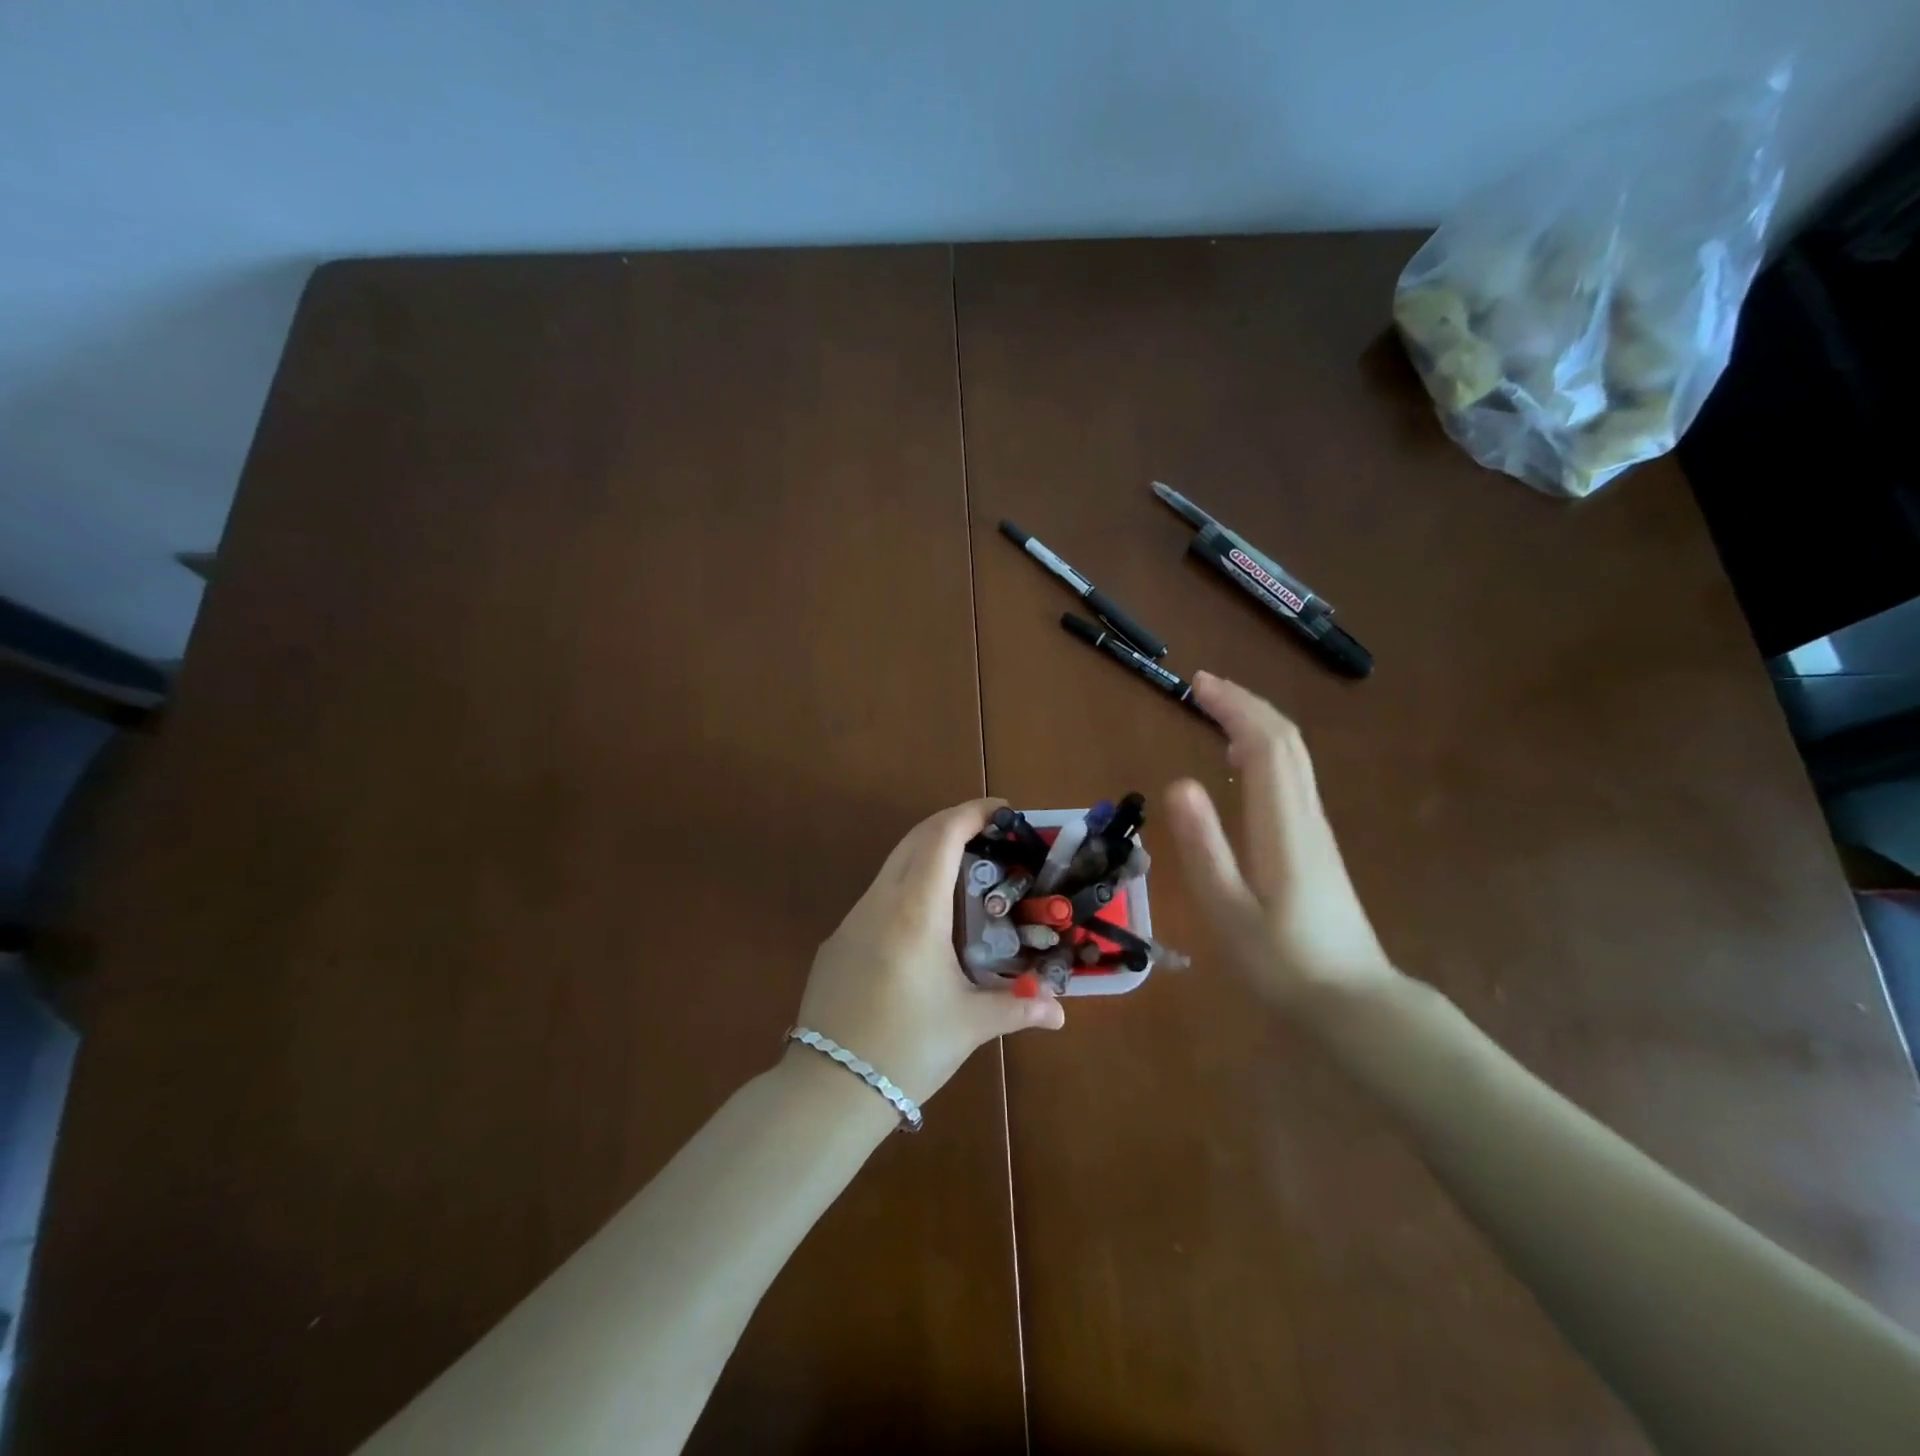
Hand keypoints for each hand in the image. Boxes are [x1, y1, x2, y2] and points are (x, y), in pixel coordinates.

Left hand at [794, 798, 1064, 1104]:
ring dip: (928, 854)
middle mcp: (879, 902)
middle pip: (914, 839)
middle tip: (991, 835)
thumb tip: (1059, 1013)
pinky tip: (927, 922)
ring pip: (892, 865)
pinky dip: (907, 885)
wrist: (827, 1090)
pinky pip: (877, 895)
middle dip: (952, 824)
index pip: (941, 837)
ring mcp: (852, 920)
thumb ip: (1018, 1009)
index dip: (971, 813)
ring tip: (966, 875)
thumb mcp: (969, 1025)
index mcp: (914, 911)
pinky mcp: (837, 942)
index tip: (1002, 809)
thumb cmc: (907, 1048)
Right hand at [1165, 673, 1399, 1010]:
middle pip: (1286, 741)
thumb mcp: (1228, 910)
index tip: (1197, 685)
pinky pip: (1292, 778)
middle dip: (1246, 704)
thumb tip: (1177, 783)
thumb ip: (1204, 846)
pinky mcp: (1316, 845)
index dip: (1234, 706)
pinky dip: (1265, 751)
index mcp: (1283, 826)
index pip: (1266, 744)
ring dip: (1256, 724)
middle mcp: (1305, 816)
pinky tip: (1242, 764)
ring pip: (1293, 757)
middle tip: (1202, 687)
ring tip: (1216, 712)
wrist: (1354, 1005)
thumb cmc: (1282, 962)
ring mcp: (1316, 830)